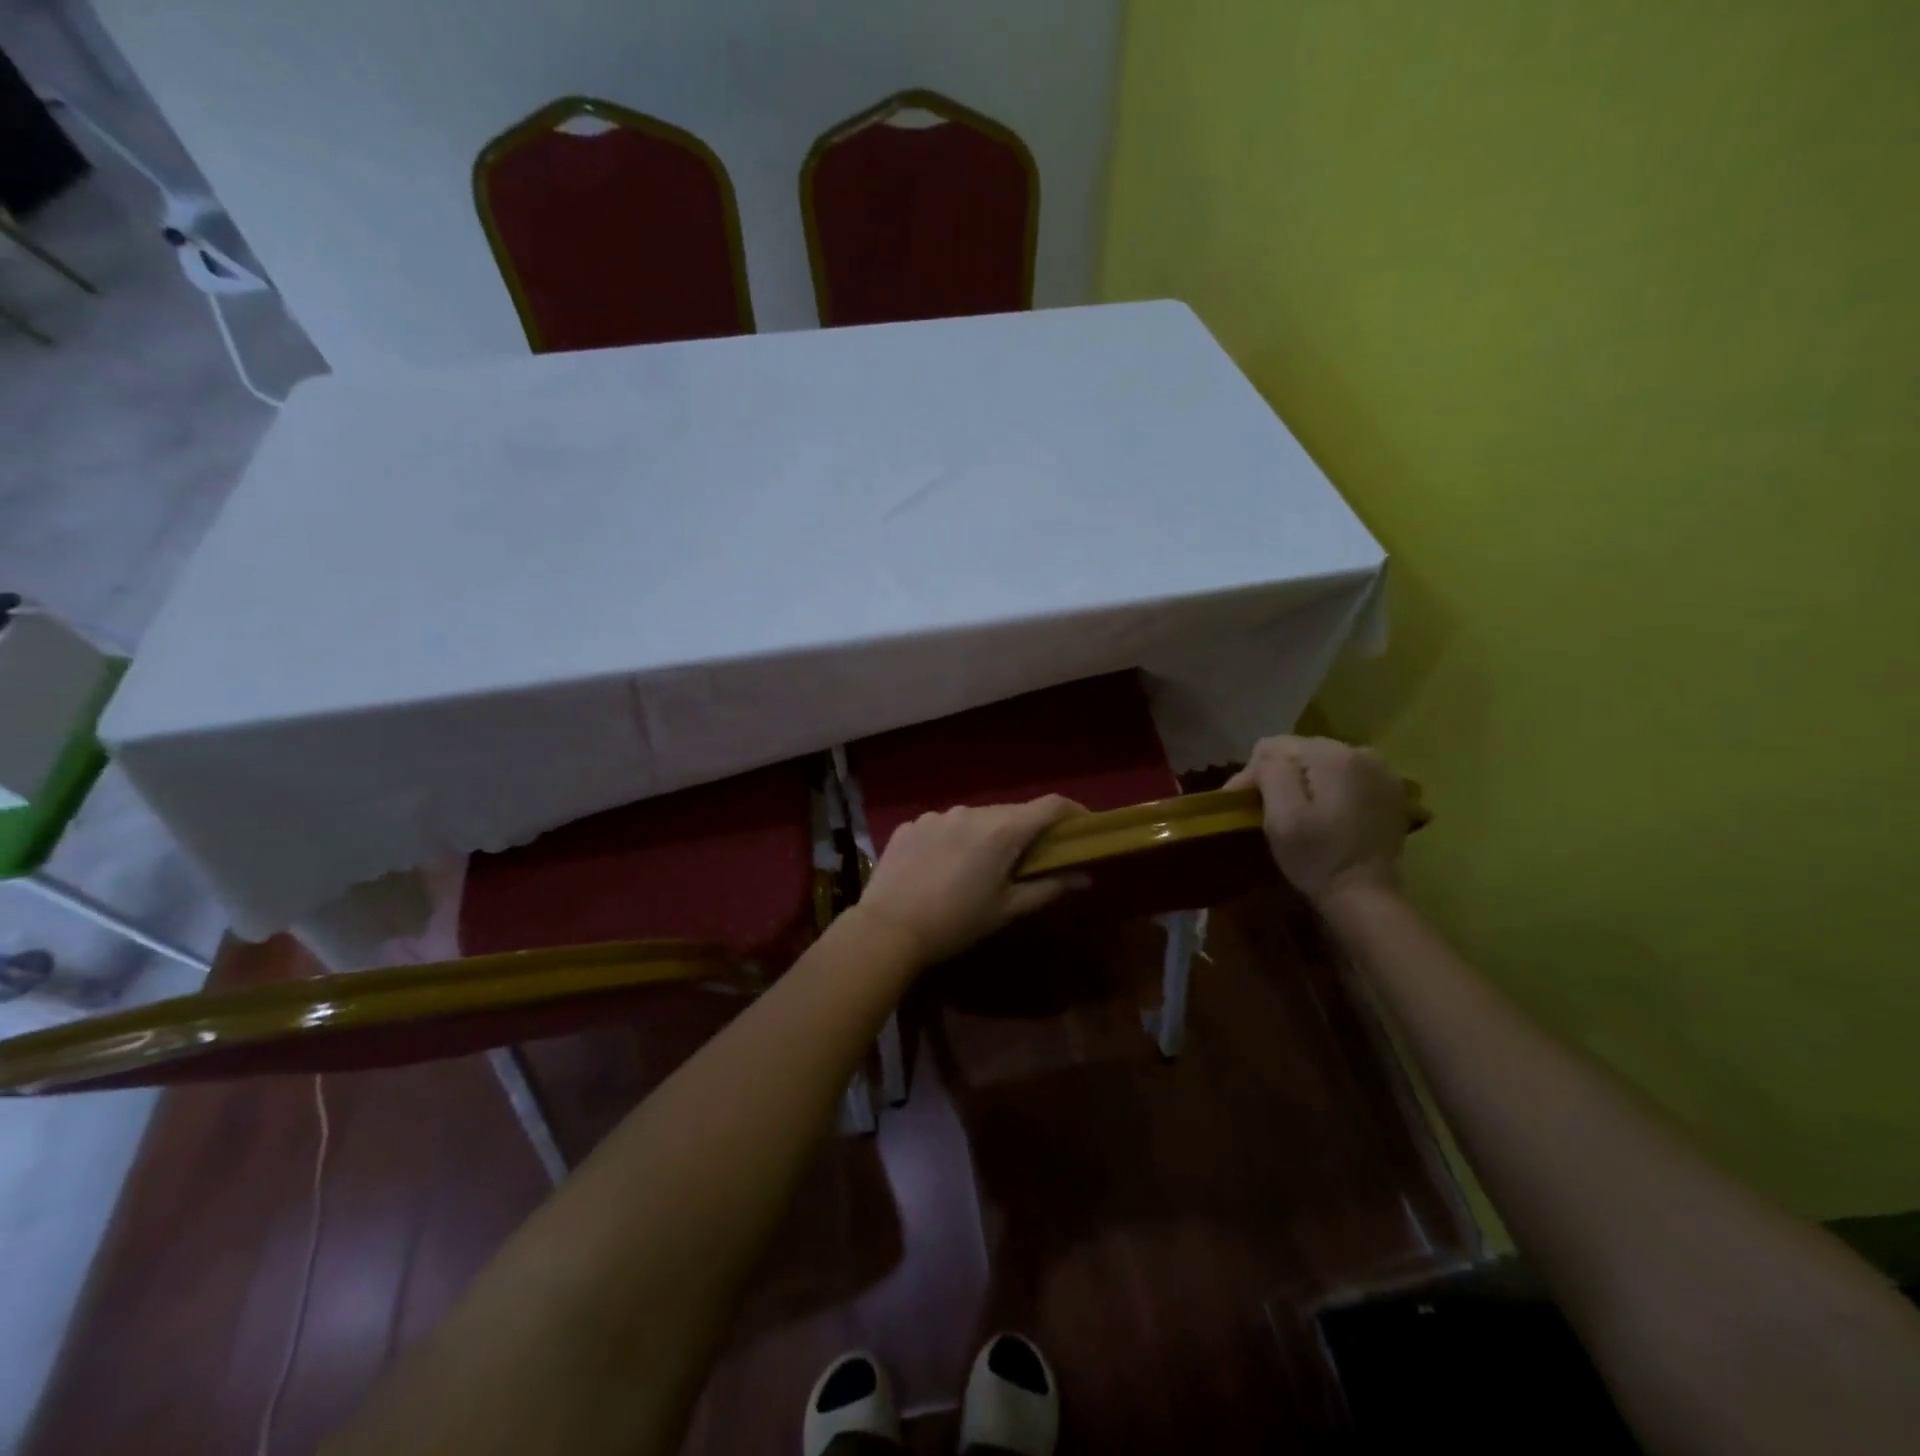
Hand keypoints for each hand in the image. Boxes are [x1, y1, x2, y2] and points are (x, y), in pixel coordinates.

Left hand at [853, 797, 1088, 965]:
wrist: (888, 928)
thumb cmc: (956, 922)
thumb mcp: (1007, 909)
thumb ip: (1048, 887)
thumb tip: (1084, 876)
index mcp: (1002, 830)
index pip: (1050, 805)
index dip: (1073, 812)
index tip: (1083, 827)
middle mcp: (971, 811)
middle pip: (1011, 812)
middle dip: (1027, 831)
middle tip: (1030, 859)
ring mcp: (937, 815)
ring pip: (975, 818)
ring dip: (986, 835)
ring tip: (978, 868)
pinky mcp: (911, 824)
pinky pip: (944, 825)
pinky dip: (953, 840)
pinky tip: (942, 868)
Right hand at [1225, 736, 1407, 903]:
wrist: (1365, 896)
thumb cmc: (1316, 858)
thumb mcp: (1282, 815)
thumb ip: (1271, 771)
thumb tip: (1265, 755)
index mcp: (1332, 756)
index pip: (1274, 746)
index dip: (1254, 773)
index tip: (1245, 804)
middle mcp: (1361, 752)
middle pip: (1301, 750)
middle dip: (1280, 774)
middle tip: (1266, 808)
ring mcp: (1381, 770)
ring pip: (1322, 761)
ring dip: (1304, 780)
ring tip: (1295, 809)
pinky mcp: (1389, 789)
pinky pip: (1346, 774)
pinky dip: (1330, 787)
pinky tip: (1326, 811)